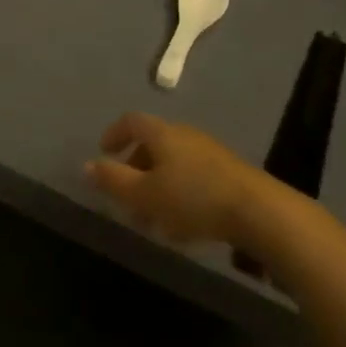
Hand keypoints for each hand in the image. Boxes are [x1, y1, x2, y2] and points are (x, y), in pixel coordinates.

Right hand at [85, 112, 259, 244]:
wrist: (259, 211)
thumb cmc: (192, 198)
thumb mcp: (144, 194)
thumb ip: (112, 180)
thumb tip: (86, 165)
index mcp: (162, 133)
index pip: (131, 121)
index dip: (114, 134)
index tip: (104, 153)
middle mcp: (185, 135)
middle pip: (153, 144)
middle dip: (136, 169)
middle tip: (127, 197)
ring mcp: (210, 153)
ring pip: (174, 164)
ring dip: (158, 186)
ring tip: (153, 220)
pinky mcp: (230, 173)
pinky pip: (194, 177)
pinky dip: (180, 194)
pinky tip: (184, 225)